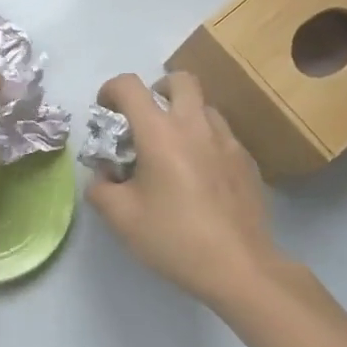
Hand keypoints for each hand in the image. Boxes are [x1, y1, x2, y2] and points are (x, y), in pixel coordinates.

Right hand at [88, 71, 293, 308]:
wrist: (239, 267)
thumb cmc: (174, 238)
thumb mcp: (121, 218)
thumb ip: (100, 188)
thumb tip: (102, 176)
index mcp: (160, 132)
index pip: (129, 86)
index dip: (110, 90)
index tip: (105, 111)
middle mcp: (195, 125)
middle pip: (179, 79)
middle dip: (157, 89)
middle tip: (146, 119)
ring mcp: (227, 141)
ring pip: (204, 106)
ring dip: (184, 115)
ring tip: (173, 150)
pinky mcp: (247, 161)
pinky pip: (221, 135)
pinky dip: (204, 141)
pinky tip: (199, 176)